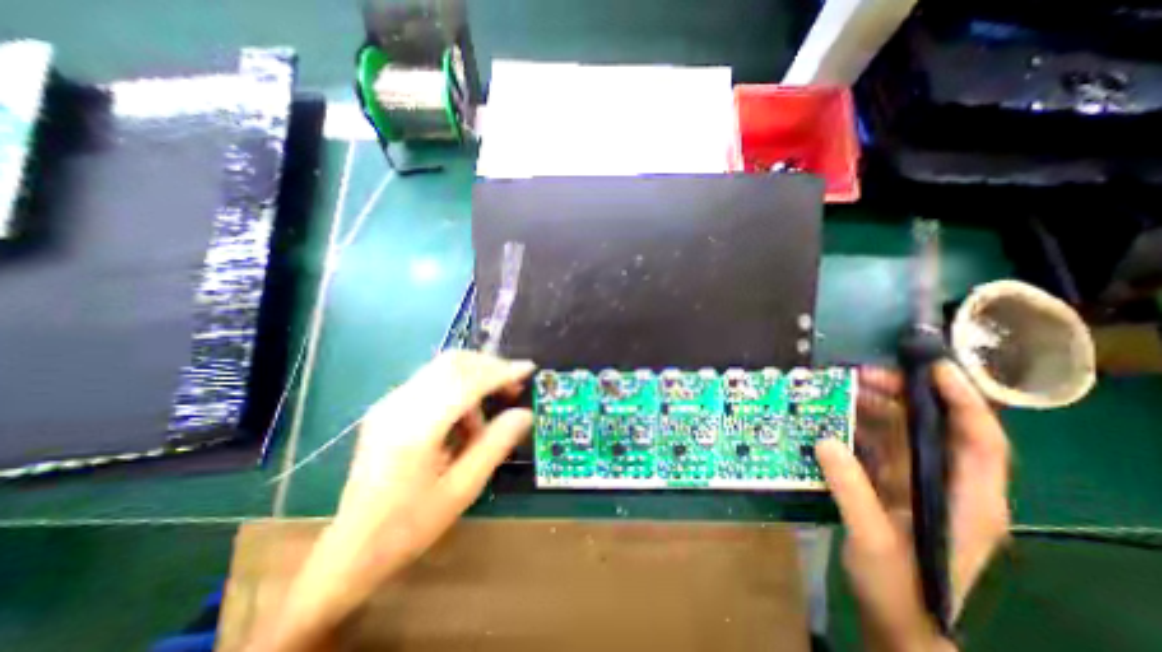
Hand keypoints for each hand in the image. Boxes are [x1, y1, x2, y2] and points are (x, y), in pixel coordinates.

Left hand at [252, 353, 536, 650]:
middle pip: (453, 363)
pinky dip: (458, 389)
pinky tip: (462, 420)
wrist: (351, 548)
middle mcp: (399, 405)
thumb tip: (525, 414)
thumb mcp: (463, 489)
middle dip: (490, 368)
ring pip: (443, 368)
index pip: (467, 382)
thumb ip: (496, 445)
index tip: (528, 369)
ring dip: (474, 380)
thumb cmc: (410, 524)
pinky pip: (432, 381)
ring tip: (485, 420)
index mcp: (416, 428)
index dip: (501, 372)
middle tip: (513, 389)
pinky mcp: (388, 406)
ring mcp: (389, 402)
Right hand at [810, 361, 1014, 651]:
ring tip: (842, 388)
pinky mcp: (889, 484)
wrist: (895, 619)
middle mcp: (946, 484)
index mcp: (966, 500)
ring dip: (874, 407)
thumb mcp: (874, 541)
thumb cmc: (900, 588)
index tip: (934, 368)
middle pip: (933, 427)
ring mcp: (915, 482)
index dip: (964, 401)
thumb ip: (851, 490)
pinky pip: (875, 445)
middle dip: (902, 396)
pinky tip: (833, 416)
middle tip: (862, 374)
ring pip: (901, 432)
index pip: (980, 441)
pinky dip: (856, 427)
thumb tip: (825, 441)